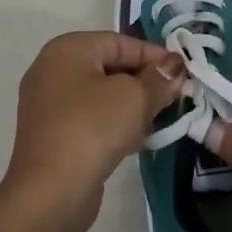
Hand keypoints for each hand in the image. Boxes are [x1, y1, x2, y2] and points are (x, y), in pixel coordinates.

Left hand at [1, 31, 183, 231]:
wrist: (51, 190)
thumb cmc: (93, 129)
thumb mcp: (135, 98)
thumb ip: (159, 79)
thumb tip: (174, 67)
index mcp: (67, 49)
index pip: (120, 42)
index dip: (155, 55)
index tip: (183, 74)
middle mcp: (51, 69)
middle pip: (109, 66)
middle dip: (144, 81)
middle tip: (174, 98)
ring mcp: (47, 103)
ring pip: (100, 94)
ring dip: (130, 105)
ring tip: (156, 121)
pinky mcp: (51, 133)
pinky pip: (89, 117)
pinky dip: (112, 123)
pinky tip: (133, 141)